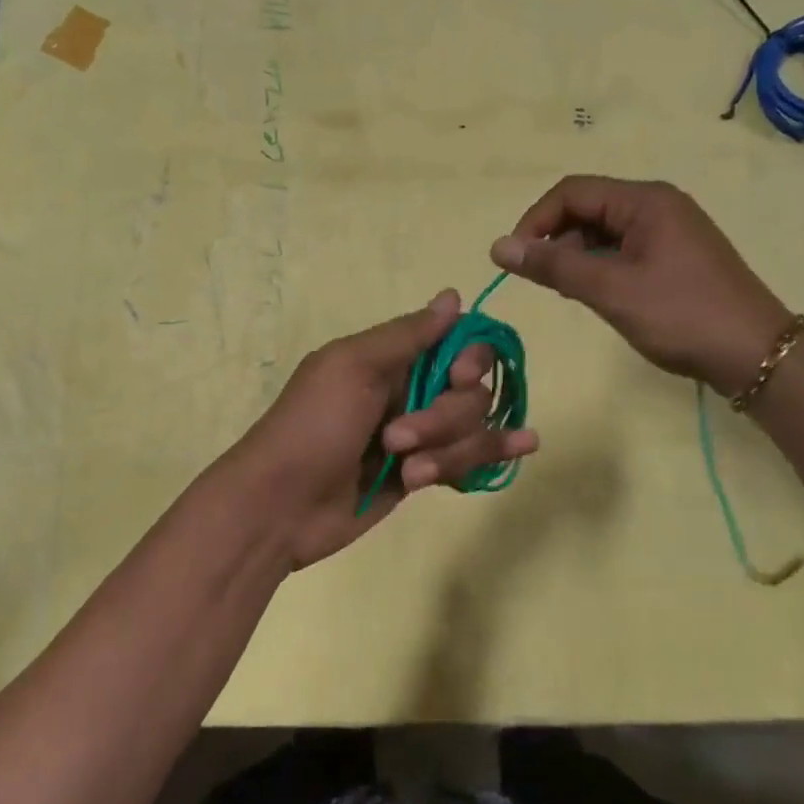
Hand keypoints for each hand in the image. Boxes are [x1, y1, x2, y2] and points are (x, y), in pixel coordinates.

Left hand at [218, 291, 539, 570]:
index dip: (469, 358)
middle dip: (444, 418)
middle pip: (471, 391)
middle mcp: (411, 390)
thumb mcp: (352, 367)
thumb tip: (454, 296)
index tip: (455, 374)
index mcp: (391, 358)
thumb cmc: (311, 427)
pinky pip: (469, 459)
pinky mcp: (422, 474)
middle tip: (396, 438)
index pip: (457, 343)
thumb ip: (408, 335)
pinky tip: (525, 446)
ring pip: (472, 429)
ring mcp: (419, 436)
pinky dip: (495, 453)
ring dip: (449, 450)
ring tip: (409, 473)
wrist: (279, 507)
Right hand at [490, 176, 791, 390]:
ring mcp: (669, 231)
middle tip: (542, 281)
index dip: (535, 221)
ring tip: (570, 293)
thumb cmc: (681, 316)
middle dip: (556, 239)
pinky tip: (598, 296)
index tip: (514, 260)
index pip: (572, 192)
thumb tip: (497, 247)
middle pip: (587, 208)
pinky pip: (623, 250)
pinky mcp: (675, 257)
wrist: (756, 354)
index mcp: (645, 200)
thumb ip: (554, 266)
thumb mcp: (612, 290)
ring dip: (577, 256)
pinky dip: (600, 267)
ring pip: (603, 232)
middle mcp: (657, 205)